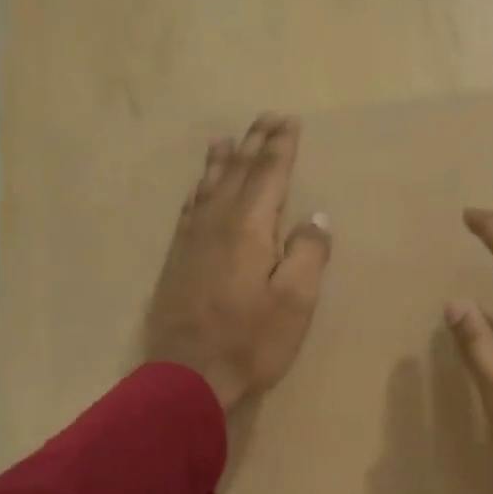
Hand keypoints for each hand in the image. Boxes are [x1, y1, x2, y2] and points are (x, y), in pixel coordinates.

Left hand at [145, 114, 331, 412]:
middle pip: (237, 171)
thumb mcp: (295, 301)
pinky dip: (199, 189)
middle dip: (254, 143)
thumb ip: (308, 254)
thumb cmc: (250, 340)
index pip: (269, 174)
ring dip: (222, 159)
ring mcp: (191, 239)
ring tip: (227, 139)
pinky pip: (189, 208)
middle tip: (267, 118)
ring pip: (208, 186)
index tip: (290, 122)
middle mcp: (216, 222)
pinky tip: (199, 189)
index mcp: (249, 227)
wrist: (187, 375)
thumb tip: (316, 218)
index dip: (281, 146)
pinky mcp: (176, 259)